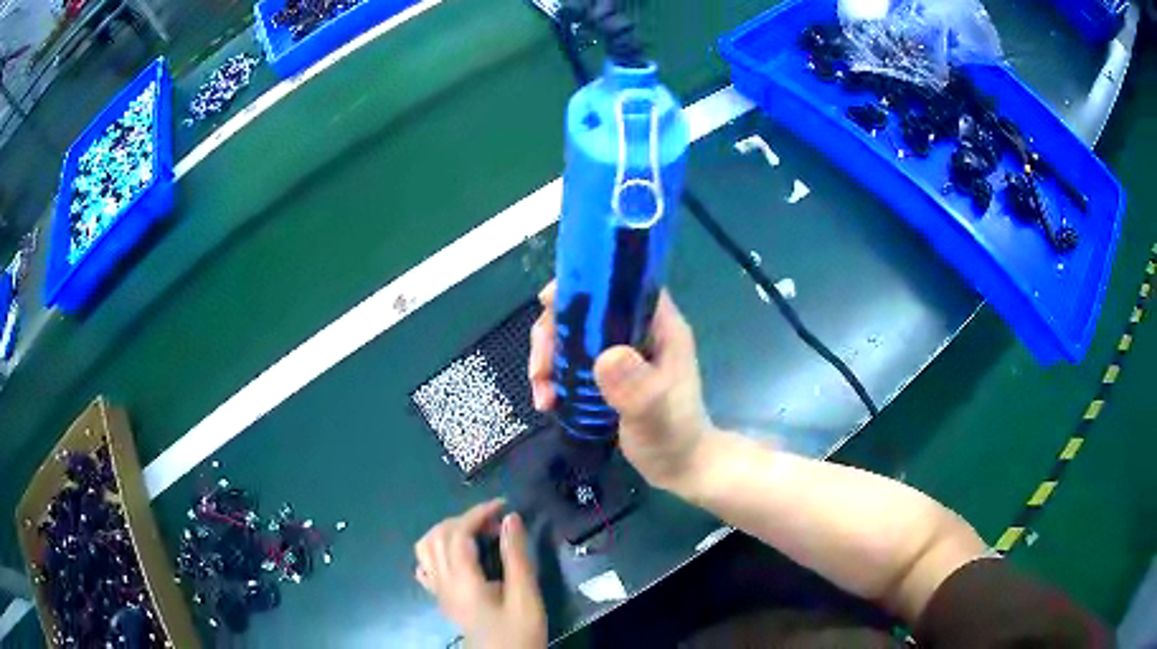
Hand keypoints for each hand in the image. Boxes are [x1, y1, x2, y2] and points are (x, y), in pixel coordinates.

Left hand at [414, 500, 545, 648]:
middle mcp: (442, 581)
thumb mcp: (525, 596)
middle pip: (438, 535)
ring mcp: (438, 590)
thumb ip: (516, 557)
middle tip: (497, 522)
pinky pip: (426, 566)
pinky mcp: (440, 598)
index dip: (478, 513)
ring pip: (426, 547)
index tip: (504, 506)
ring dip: (447, 531)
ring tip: (476, 534)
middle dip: (465, 519)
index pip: (458, 532)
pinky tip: (458, 556)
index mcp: (462, 580)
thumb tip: (510, 518)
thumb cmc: (518, 632)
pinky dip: (438, 551)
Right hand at [528, 282, 714, 493]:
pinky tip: (547, 403)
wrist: (681, 468)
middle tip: (538, 369)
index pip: (620, 285)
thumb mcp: (656, 414)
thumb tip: (605, 356)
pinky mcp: (608, 376)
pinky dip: (554, 378)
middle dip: (553, 333)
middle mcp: (639, 333)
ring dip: (548, 360)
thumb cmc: (675, 438)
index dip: (583, 284)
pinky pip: (572, 364)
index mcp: (659, 326)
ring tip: (542, 395)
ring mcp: (622, 354)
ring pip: (573, 337)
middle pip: (586, 310)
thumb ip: (636, 387)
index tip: (547, 302)